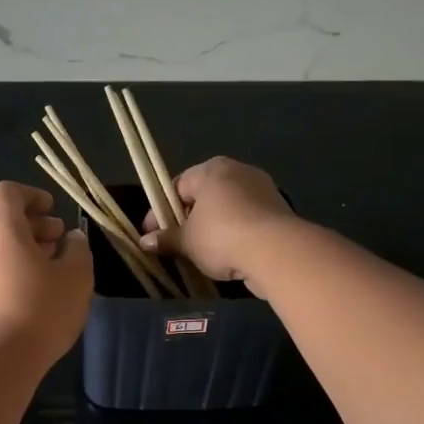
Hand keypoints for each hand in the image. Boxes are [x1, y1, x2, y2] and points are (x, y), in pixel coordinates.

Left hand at [0, 181, 91, 367]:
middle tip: (58, 241)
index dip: (31, 196)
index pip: (6, 193)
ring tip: (49, 270)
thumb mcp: (76, 276)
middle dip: (31, 225)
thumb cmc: (41, 308)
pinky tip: (30, 294)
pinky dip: (7, 271)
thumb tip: (71, 239)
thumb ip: (78, 249)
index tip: (53, 210)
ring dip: (20, 250)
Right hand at [139, 157, 296, 285]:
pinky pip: (246, 218)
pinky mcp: (278, 209)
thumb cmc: (221, 236)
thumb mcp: (187, 242)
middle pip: (203, 195)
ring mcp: (261, 188)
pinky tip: (227, 253)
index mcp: (210, 169)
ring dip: (212, 227)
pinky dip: (234, 232)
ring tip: (201, 252)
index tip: (152, 234)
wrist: (276, 250)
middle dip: (188, 219)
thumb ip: (165, 239)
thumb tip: (144, 242)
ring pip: (226, 207)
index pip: (177, 186)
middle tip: (176, 243)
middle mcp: (237, 171)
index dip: (159, 212)